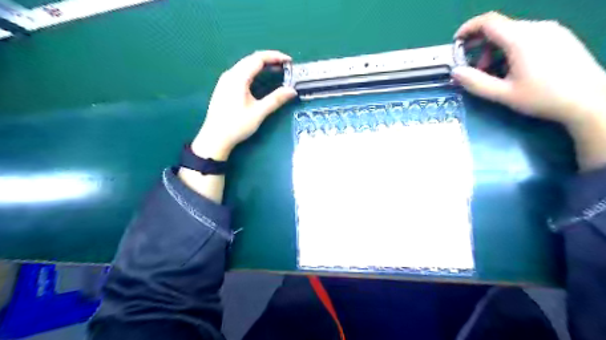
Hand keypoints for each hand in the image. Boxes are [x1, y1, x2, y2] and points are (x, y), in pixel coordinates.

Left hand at [193, 50, 297, 159]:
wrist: (215, 138)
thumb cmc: (236, 125)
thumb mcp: (258, 112)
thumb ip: (276, 99)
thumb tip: (292, 91)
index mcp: (238, 77)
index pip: (258, 58)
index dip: (275, 57)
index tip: (289, 61)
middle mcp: (230, 74)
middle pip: (251, 59)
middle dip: (269, 60)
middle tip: (285, 66)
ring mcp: (225, 80)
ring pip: (245, 66)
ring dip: (261, 66)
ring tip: (276, 71)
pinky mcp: (224, 88)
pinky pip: (241, 73)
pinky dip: (253, 72)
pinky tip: (260, 80)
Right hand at [452, 11, 605, 170]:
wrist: (591, 99)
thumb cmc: (543, 97)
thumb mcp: (503, 94)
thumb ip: (475, 82)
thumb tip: (455, 72)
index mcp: (521, 39)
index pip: (488, 21)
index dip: (468, 29)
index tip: (456, 43)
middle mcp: (536, 27)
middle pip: (500, 28)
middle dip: (481, 46)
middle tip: (475, 68)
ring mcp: (551, 30)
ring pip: (513, 32)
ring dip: (495, 49)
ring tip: (495, 73)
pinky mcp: (560, 36)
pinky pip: (528, 36)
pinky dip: (511, 48)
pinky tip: (514, 68)